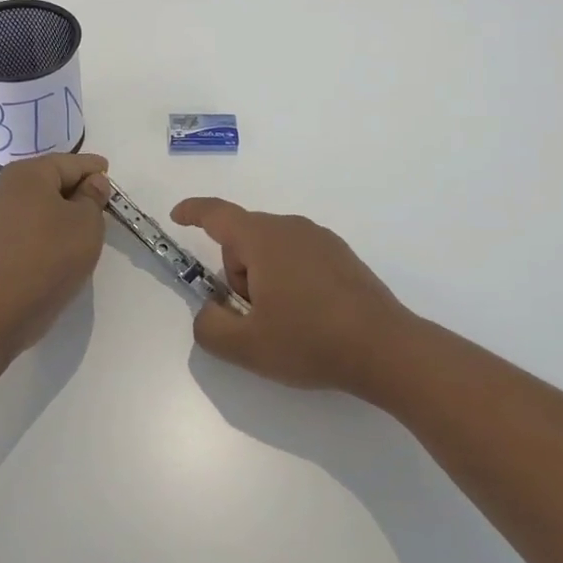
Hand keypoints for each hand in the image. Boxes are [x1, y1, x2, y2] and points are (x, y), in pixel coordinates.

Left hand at [0, 153, 110, 348]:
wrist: (4, 307)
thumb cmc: (52, 255)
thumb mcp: (87, 222)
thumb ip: (93, 196)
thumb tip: (92, 182)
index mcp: (28, 173)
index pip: (69, 162)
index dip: (92, 168)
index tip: (108, 171)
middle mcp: (5, 186)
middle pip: (49, 178)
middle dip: (75, 186)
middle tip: (100, 198)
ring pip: (36, 201)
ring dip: (60, 207)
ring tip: (83, 221)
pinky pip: (26, 221)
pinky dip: (45, 223)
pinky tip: (60, 239)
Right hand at [170, 198, 417, 392]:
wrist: (385, 349)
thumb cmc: (309, 340)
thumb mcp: (246, 346)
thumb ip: (209, 327)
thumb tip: (209, 312)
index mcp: (263, 238)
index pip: (217, 214)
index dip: (193, 212)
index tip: (178, 216)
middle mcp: (291, 227)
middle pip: (245, 239)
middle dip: (236, 273)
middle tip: (252, 315)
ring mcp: (321, 239)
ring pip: (273, 249)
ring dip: (264, 278)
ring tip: (285, 322)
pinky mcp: (343, 256)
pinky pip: (299, 257)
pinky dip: (291, 279)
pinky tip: (310, 317)